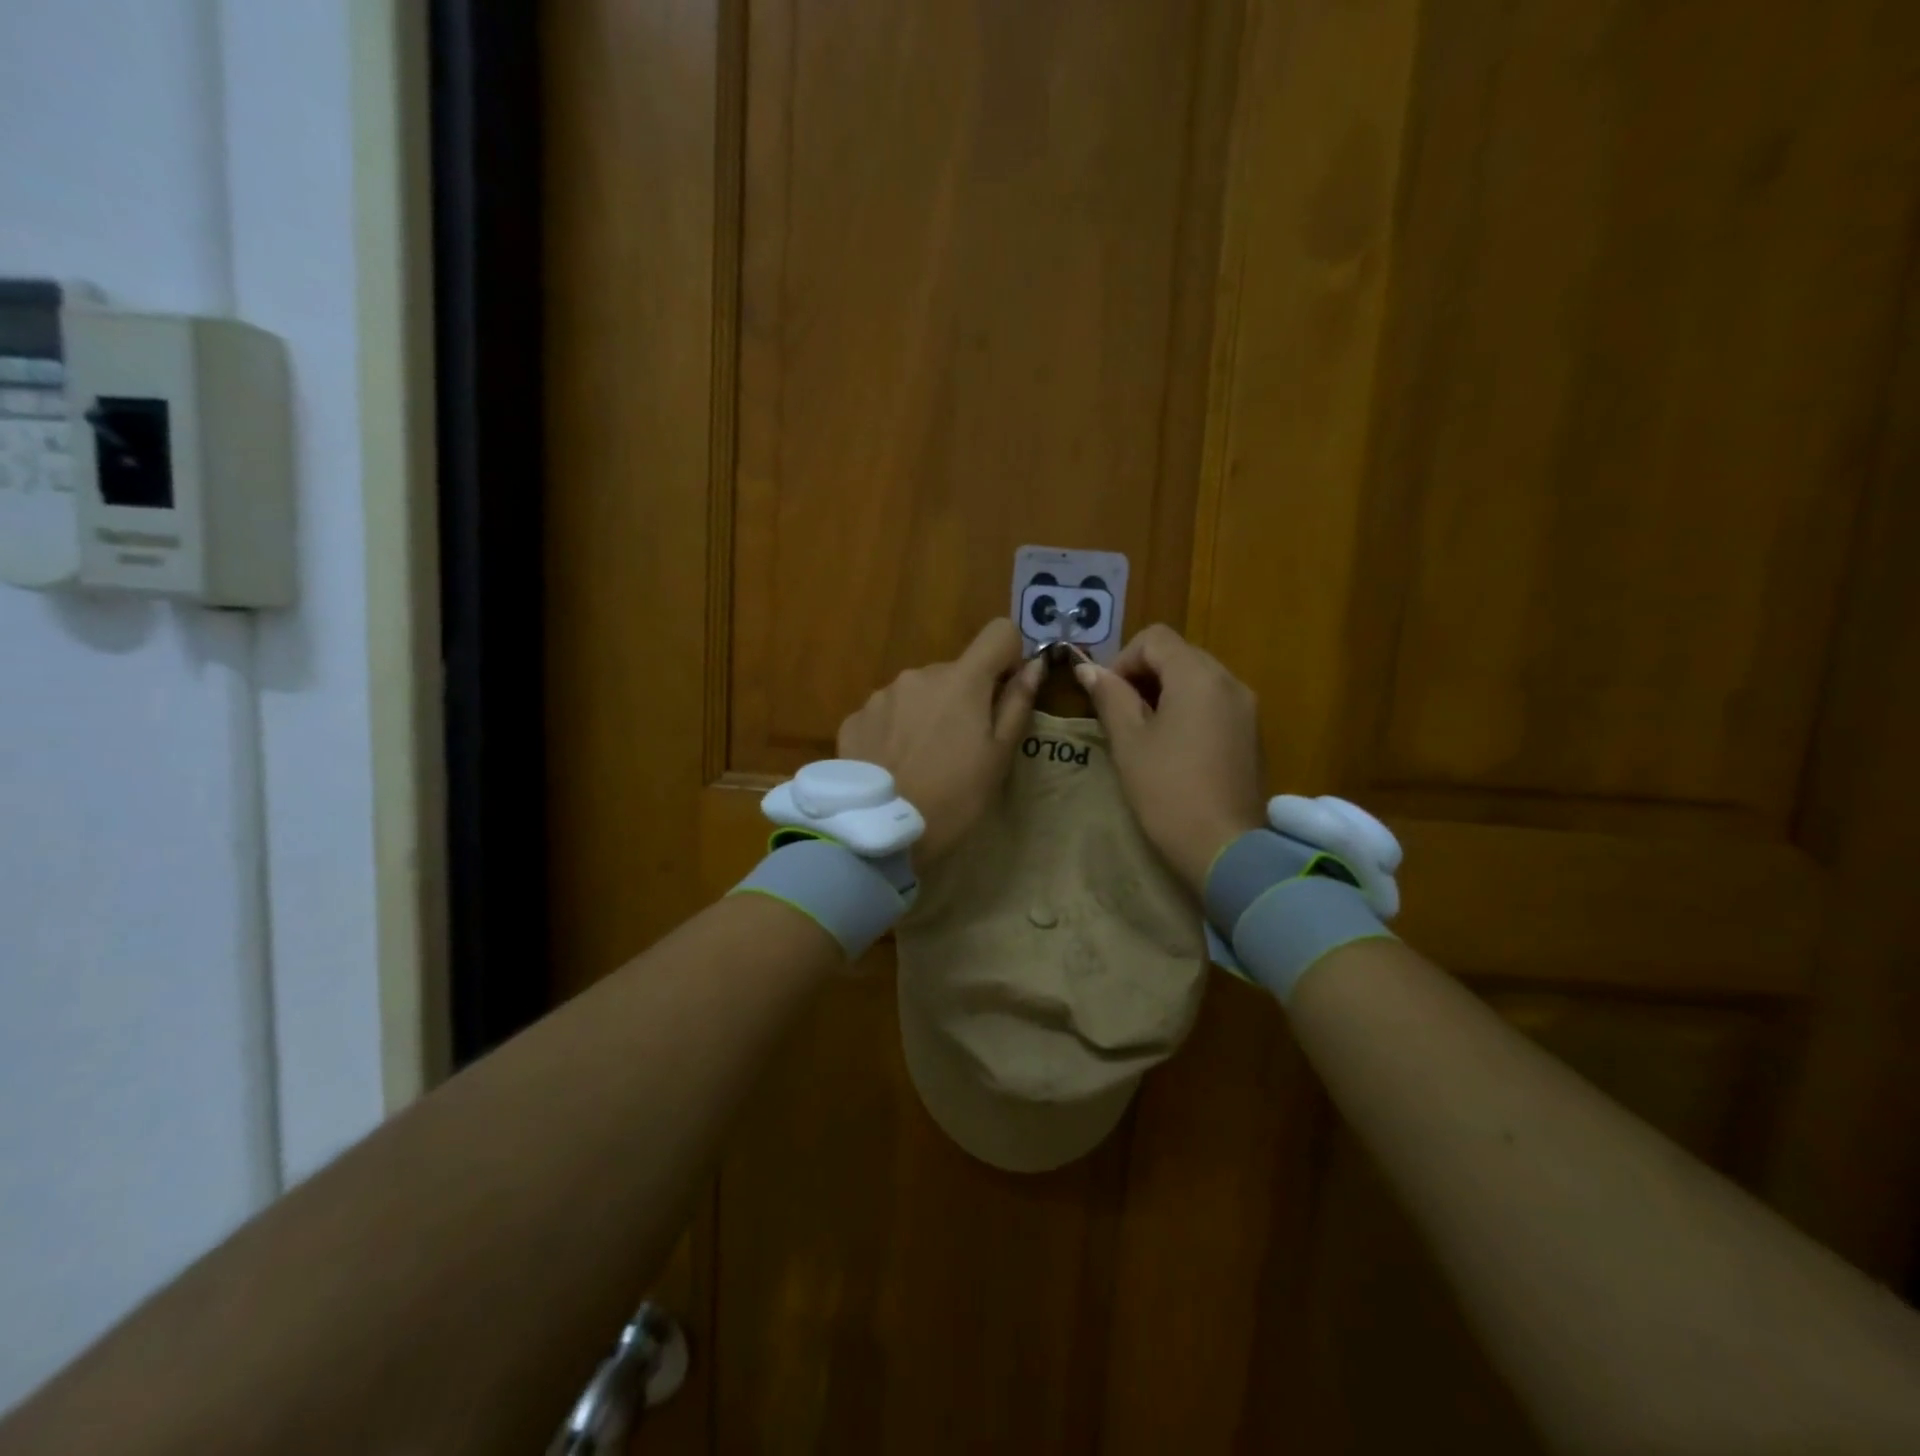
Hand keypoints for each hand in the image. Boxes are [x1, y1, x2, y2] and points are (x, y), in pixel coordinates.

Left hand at [837, 619, 1044, 863]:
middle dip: (964, 697)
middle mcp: (919, 674)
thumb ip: (1017, 703)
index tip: (1004, 693)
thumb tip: (1035, 664)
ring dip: (927, 712)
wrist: (878, 831)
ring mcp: (882, 695)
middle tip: (962, 747)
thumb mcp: (998, 757)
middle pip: (956, 670)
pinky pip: (887, 712)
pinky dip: (896, 729)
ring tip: (923, 760)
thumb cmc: (953, 797)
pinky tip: (894, 765)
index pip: (999, 632)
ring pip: (919, 691)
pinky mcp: (854, 718)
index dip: (1009, 656)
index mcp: (962, 680)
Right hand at [1074, 624, 1267, 893]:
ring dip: (1165, 691)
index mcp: (1198, 676)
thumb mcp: (1129, 741)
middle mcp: (1229, 681)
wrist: (1226, 849)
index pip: (1155, 638)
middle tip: (1119, 713)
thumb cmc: (1168, 791)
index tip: (1106, 695)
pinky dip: (1189, 709)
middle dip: (1143, 674)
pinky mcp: (1252, 733)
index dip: (1122, 658)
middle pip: (1179, 654)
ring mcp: (1246, 707)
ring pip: (1198, 678)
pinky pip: (1215, 702)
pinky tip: (1174, 747)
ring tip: (1144, 731)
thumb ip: (1109, 696)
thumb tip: (1087, 669)